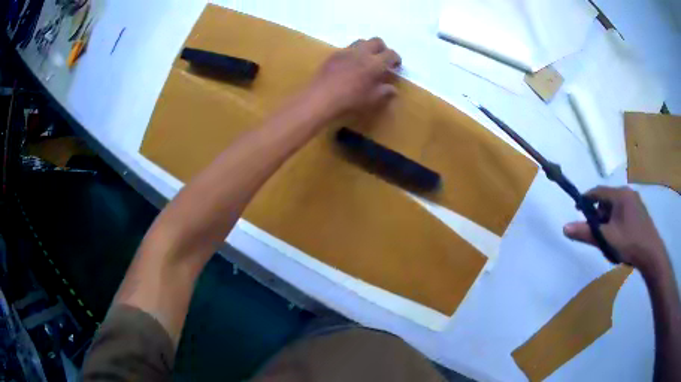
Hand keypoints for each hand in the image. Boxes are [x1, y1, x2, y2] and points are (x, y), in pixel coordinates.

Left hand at [307, 38, 400, 118]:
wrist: (321, 97)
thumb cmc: (350, 100)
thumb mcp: (371, 100)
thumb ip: (384, 92)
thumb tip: (392, 89)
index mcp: (374, 63)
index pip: (390, 54)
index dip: (396, 58)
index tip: (396, 65)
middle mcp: (361, 53)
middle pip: (376, 41)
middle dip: (382, 48)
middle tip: (382, 59)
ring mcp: (346, 52)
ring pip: (361, 42)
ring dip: (367, 48)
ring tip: (366, 60)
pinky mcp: (333, 55)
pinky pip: (347, 49)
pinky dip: (353, 54)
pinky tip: (350, 65)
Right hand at [563, 186, 668, 273]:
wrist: (651, 254)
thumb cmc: (629, 243)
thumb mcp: (606, 239)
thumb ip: (586, 233)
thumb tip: (565, 227)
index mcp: (619, 195)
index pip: (598, 191)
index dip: (586, 199)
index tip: (578, 209)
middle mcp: (628, 193)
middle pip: (607, 199)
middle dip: (599, 213)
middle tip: (596, 230)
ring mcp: (635, 201)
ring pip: (616, 205)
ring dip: (608, 218)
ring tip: (608, 236)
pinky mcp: (640, 211)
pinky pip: (624, 210)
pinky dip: (617, 219)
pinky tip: (619, 235)